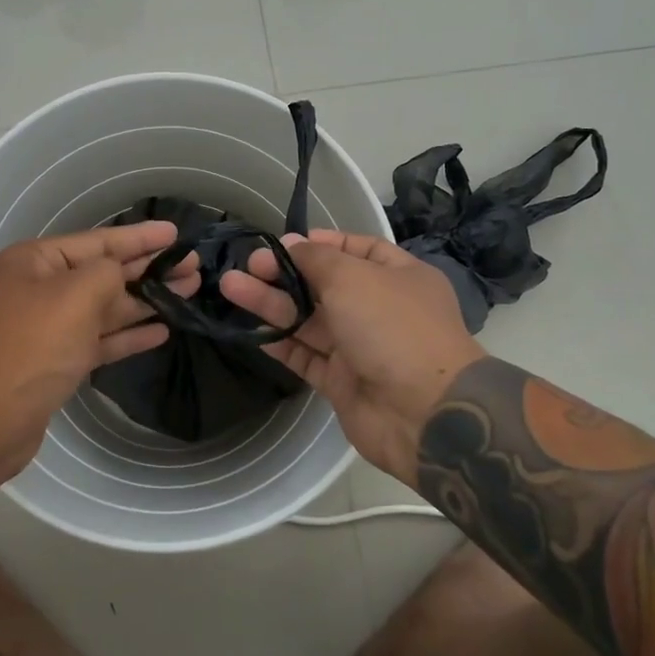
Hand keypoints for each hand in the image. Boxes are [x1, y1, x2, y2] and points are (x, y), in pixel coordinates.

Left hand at [0, 222, 197, 479]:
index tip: (175, 234)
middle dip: (147, 269)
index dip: (139, 238)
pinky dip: (127, 335)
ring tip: (188, 292)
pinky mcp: (55, 362)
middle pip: (103, 273)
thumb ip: (106, 274)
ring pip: (104, 307)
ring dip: (144, 301)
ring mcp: (46, 328)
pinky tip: (162, 331)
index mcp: (33, 262)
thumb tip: (118, 278)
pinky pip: (98, 339)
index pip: (97, 241)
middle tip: (192, 265)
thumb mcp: (74, 296)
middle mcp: (38, 289)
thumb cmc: (30, 346)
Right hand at [218, 229, 482, 485]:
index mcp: (398, 276)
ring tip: (231, 287)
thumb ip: (317, 259)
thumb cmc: (392, 328)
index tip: (285, 243)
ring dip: (272, 304)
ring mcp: (360, 347)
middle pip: (324, 285)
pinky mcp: (342, 381)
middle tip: (248, 266)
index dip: (321, 244)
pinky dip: (280, 343)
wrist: (423, 412)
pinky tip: (250, 330)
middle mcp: (379, 309)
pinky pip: (306, 356)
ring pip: (309, 320)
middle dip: (286, 273)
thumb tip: (292, 244)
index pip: (357, 250)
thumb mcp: (354, 278)